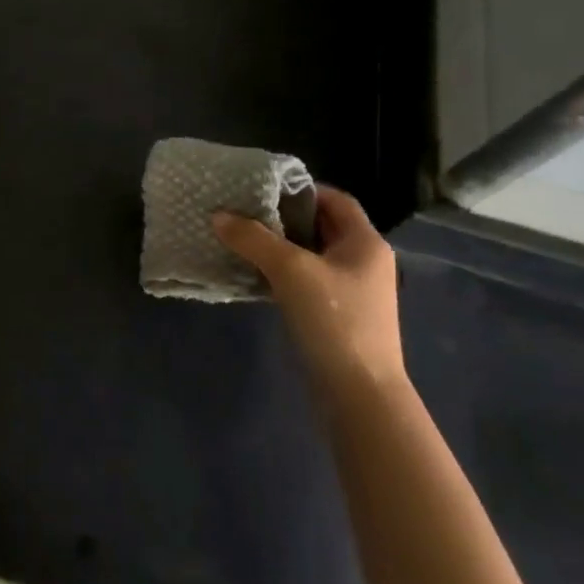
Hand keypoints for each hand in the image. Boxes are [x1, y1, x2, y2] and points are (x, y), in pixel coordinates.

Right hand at [213, 186, 405, 395]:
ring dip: (279, 246)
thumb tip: (218, 215)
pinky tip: (253, 274)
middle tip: (244, 212)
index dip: (300, 189)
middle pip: (321, 225)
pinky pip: (307, 280)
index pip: (334, 199)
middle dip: (283, 217)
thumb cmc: (335, 319)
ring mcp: (353, 291)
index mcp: (365, 242)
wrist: (360, 394)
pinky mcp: (338, 315)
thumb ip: (253, 238)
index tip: (262, 189)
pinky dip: (282, 273)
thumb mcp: (290, 270)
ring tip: (241, 239)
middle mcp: (364, 261)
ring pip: (311, 254)